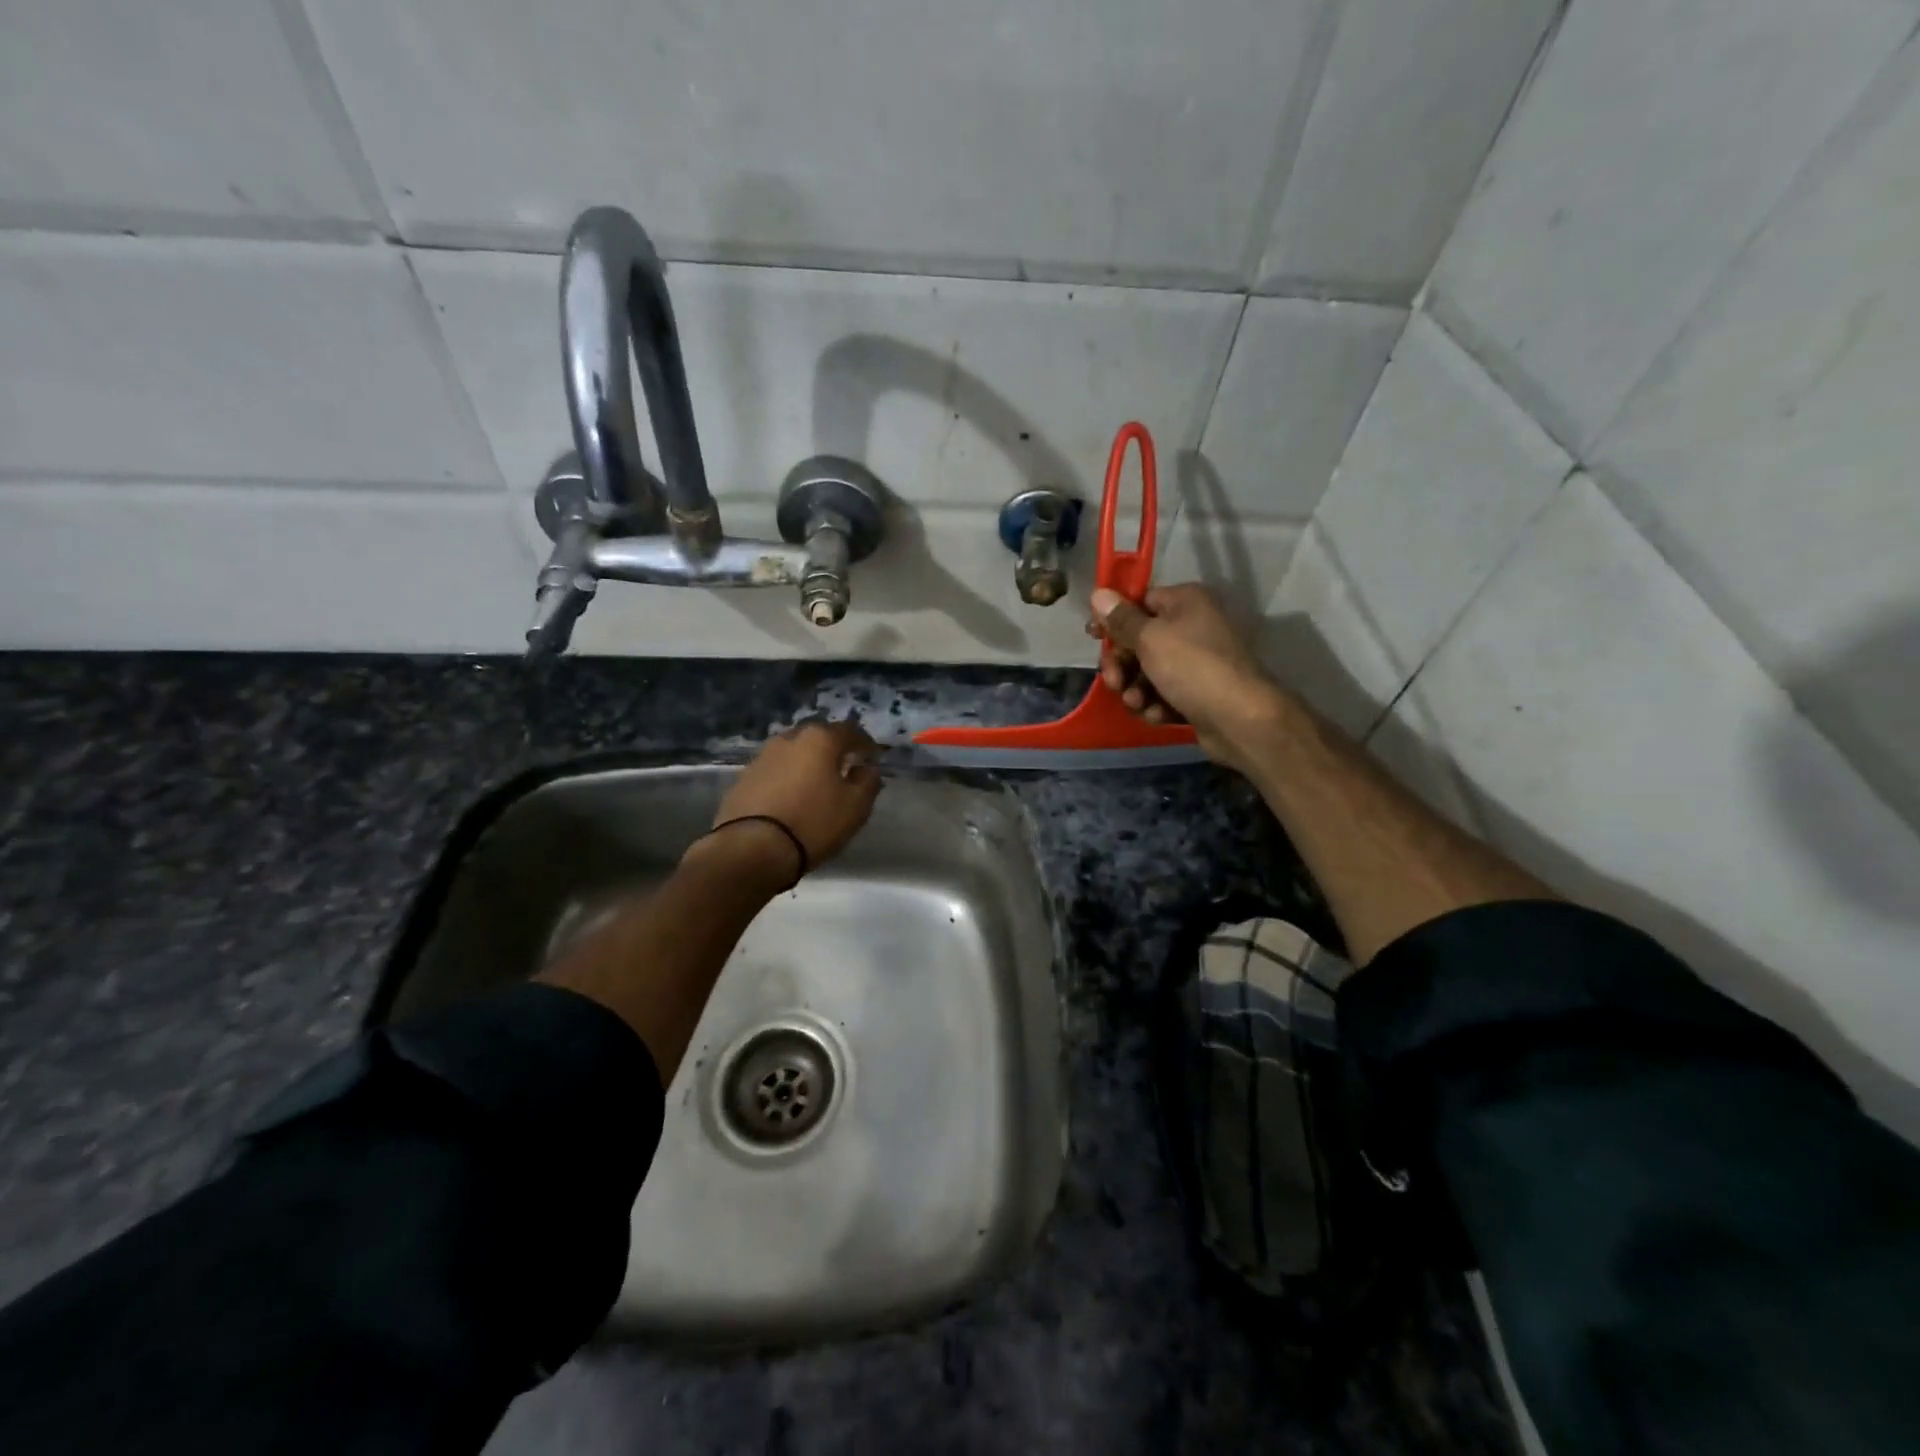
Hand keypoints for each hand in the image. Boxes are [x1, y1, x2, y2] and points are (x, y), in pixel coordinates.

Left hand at [705, 718, 881, 878]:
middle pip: (817, 737)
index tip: (873, 756)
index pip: (850, 731)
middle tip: (844, 766)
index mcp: (819, 739)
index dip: (865, 743)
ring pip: (793, 753)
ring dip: (807, 763)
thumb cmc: (813, 822)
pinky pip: (774, 772)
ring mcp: (762, 757)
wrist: (751, 849)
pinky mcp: (743, 779)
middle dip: (833, 749)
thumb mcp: (855, 806)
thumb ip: (868, 782)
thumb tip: (867, 768)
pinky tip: (791, 797)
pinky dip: (786, 779)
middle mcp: (789, 739)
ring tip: (816, 783)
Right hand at [1090, 584, 1286, 770]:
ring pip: (1148, 671)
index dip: (1114, 620)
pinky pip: (1164, 693)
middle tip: (1113, 682)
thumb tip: (1098, 593)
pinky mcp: (1197, 692)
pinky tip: (1156, 714)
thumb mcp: (1149, 638)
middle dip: (1122, 664)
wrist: (1239, 718)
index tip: (1093, 637)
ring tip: (1137, 703)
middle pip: (1140, 640)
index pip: (1139, 602)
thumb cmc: (1192, 667)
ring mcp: (1197, 661)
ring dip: (1135, 689)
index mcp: (1185, 602)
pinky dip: (1155, 703)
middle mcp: (1193, 625)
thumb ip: (1121, 619)